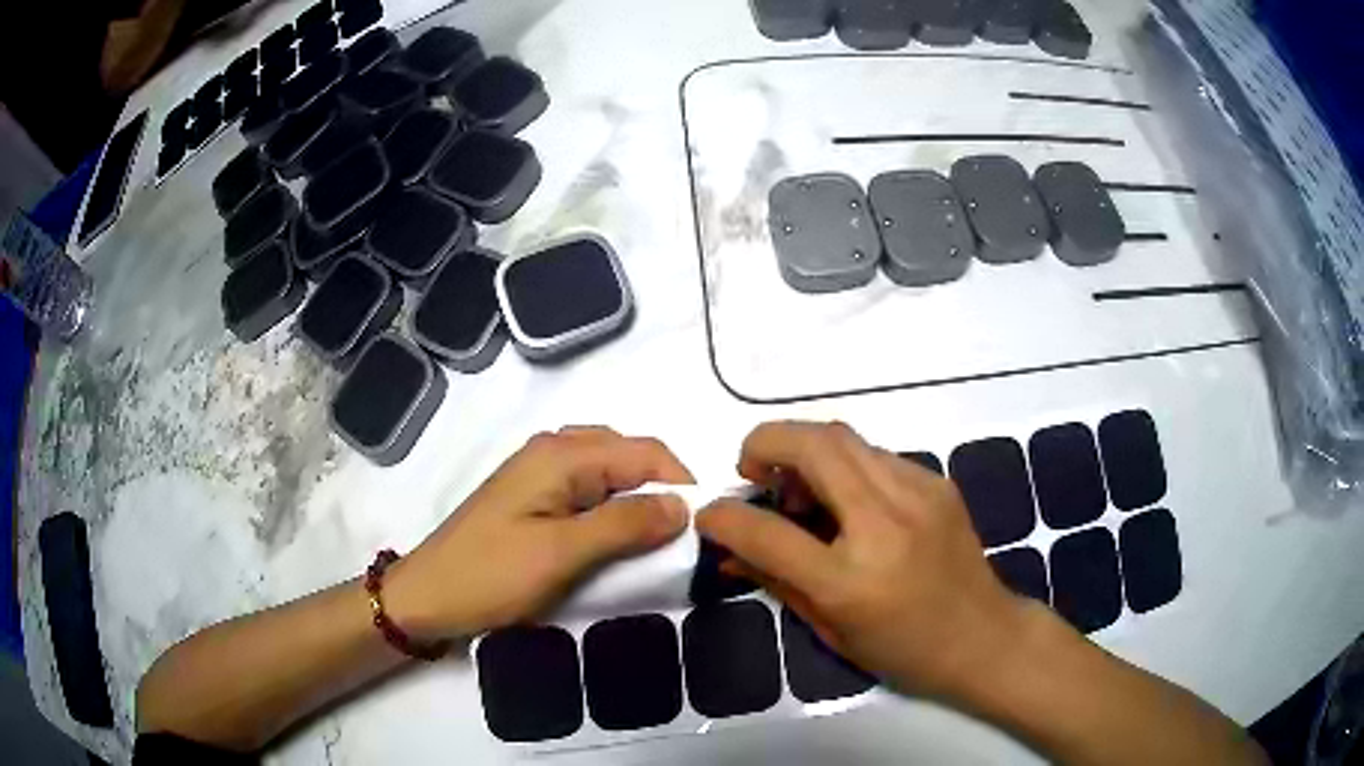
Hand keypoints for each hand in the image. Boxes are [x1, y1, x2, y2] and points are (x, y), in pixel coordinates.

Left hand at [385, 427, 693, 640]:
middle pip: (629, 455)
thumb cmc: (489, 576)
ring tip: (656, 541)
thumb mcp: (561, 554)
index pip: (645, 451)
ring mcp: (541, 473)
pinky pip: (589, 491)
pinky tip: (619, 538)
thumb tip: (683, 505)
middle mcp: (554, 450)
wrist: (427, 598)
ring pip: (611, 473)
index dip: (681, 484)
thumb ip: (623, 524)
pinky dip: (614, 509)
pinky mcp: (535, 498)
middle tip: (682, 538)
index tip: (704, 529)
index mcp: (561, 454)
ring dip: (638, 501)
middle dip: (662, 490)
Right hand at [696, 421, 1032, 703]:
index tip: (709, 512)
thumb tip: (728, 553)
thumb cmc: (904, 650)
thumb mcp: (830, 630)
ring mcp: (918, 494)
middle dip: (765, 443)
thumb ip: (775, 582)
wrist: (984, 636)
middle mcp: (885, 524)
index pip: (768, 532)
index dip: (725, 516)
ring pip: (844, 437)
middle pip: (813, 446)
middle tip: (752, 472)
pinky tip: (846, 500)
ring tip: (800, 491)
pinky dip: (844, 465)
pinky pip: (874, 455)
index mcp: (851, 581)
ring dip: (804, 450)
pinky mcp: (936, 481)